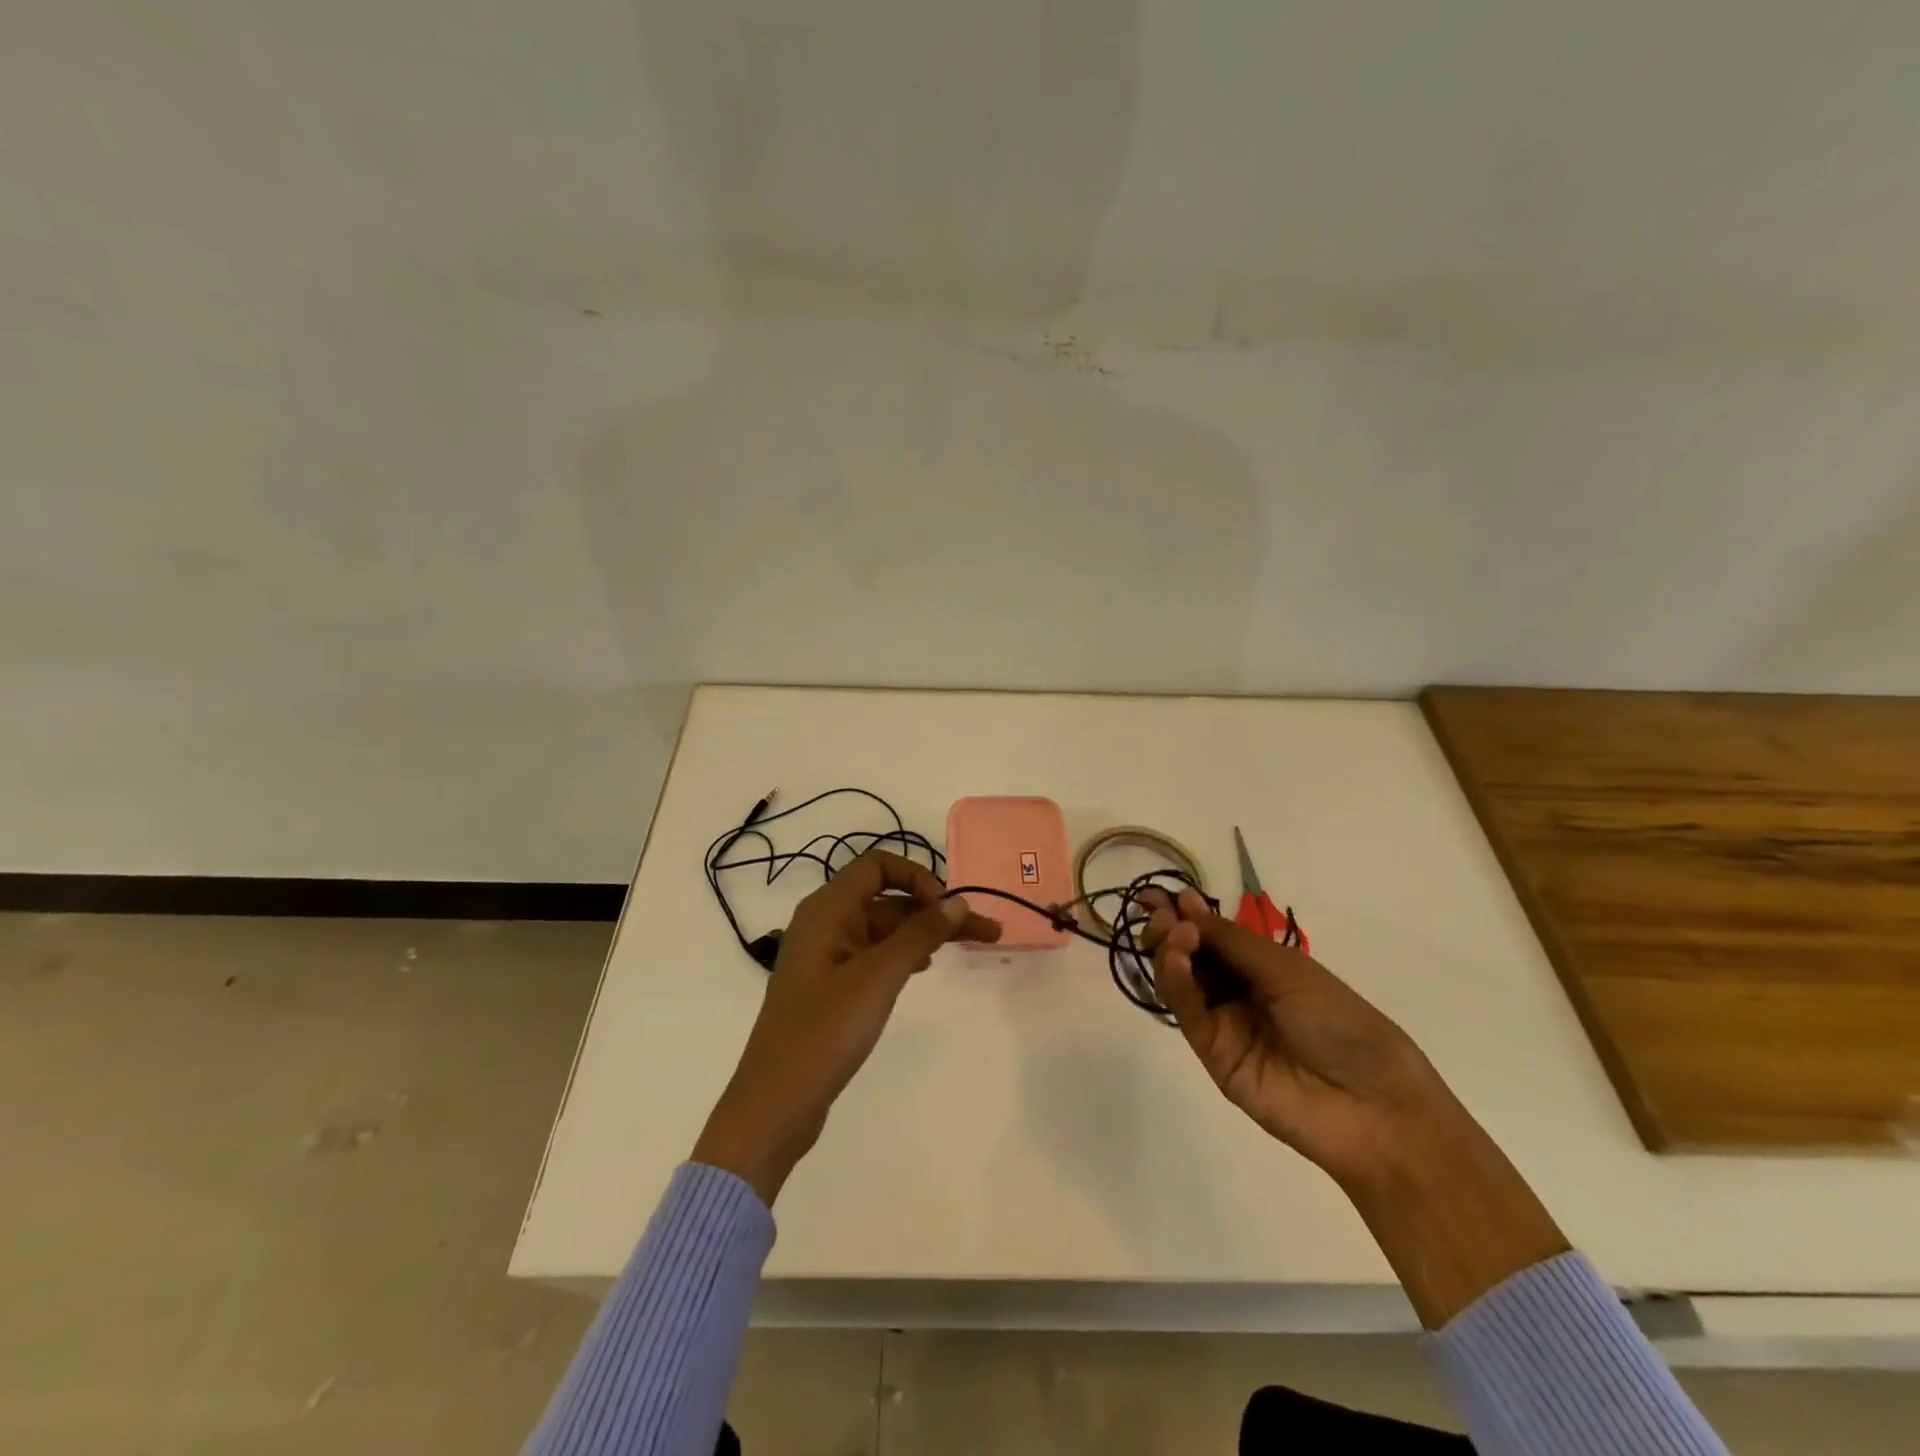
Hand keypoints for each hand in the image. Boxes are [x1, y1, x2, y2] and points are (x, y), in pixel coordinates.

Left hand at [692, 850, 1000, 1204]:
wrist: (776, 1103)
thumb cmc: (825, 1031)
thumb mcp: (878, 977)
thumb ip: (919, 934)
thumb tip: (957, 900)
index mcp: (827, 909)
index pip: (878, 865)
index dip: (917, 877)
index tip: (947, 908)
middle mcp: (825, 923)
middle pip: (888, 898)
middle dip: (935, 909)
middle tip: (986, 930)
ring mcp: (827, 956)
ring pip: (885, 928)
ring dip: (925, 932)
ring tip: (971, 947)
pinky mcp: (832, 986)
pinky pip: (875, 954)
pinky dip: (904, 954)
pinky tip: (926, 967)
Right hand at [1144, 888, 1449, 1192]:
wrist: (1373, 1106)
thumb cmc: (1342, 1023)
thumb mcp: (1288, 970)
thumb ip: (1232, 941)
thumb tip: (1185, 903)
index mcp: (1263, 967)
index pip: (1212, 935)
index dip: (1187, 914)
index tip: (1161, 895)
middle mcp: (1238, 992)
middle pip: (1190, 956)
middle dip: (1171, 930)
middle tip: (1160, 914)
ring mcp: (1224, 1023)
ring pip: (1181, 982)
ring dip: (1170, 952)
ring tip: (1172, 933)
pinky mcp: (1213, 1054)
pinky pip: (1188, 1014)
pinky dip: (1175, 983)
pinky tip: (1175, 959)